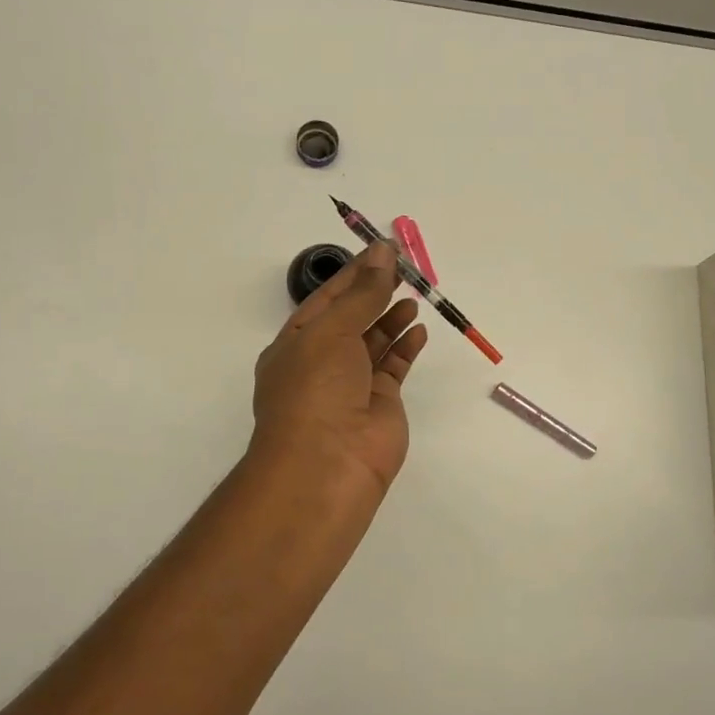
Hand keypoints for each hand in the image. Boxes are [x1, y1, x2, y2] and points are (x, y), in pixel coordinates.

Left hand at [250, 241, 428, 500]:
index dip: (354, 273)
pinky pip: (394, 367)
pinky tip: (419, 328)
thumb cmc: (315, 390)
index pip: (327, 300)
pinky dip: (406, 347)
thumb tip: (383, 254)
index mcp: (296, 344)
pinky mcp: (381, 404)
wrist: (327, 464)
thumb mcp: (332, 331)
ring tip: (414, 294)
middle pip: (352, 318)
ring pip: (374, 342)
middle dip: (375, 292)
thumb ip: (362, 294)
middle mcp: (322, 363)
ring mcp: (352, 385)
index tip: (383, 250)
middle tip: (405, 267)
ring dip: (392, 317)